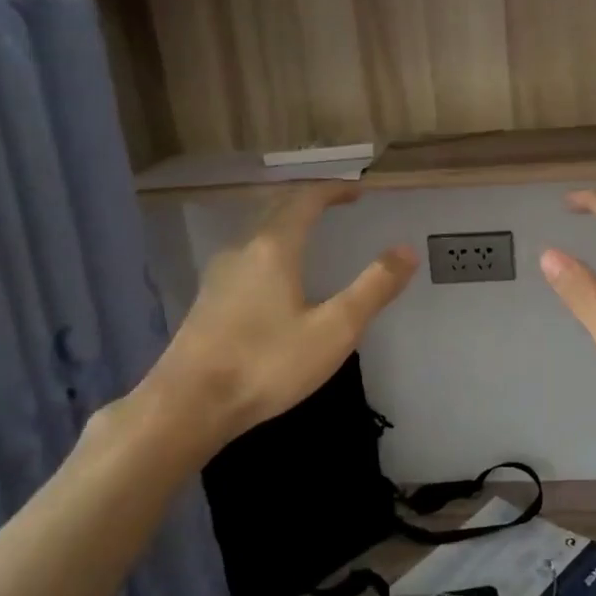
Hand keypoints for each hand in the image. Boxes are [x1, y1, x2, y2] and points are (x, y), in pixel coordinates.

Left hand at [131, 184, 415, 453]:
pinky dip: (269, 251)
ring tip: (310, 237)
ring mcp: (218, 276)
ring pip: (256, 235)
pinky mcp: (206, 302)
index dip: (333, 190)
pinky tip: (275, 281)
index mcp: (273, 248)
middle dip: (309, 202)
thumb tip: (406, 250)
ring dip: (286, 225)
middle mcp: (241, 250)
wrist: (188, 405)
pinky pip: (244, 259)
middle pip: (276, 210)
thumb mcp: (334, 330)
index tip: (358, 190)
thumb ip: (373, 288)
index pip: (305, 200)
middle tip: (337, 205)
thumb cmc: (267, 364)